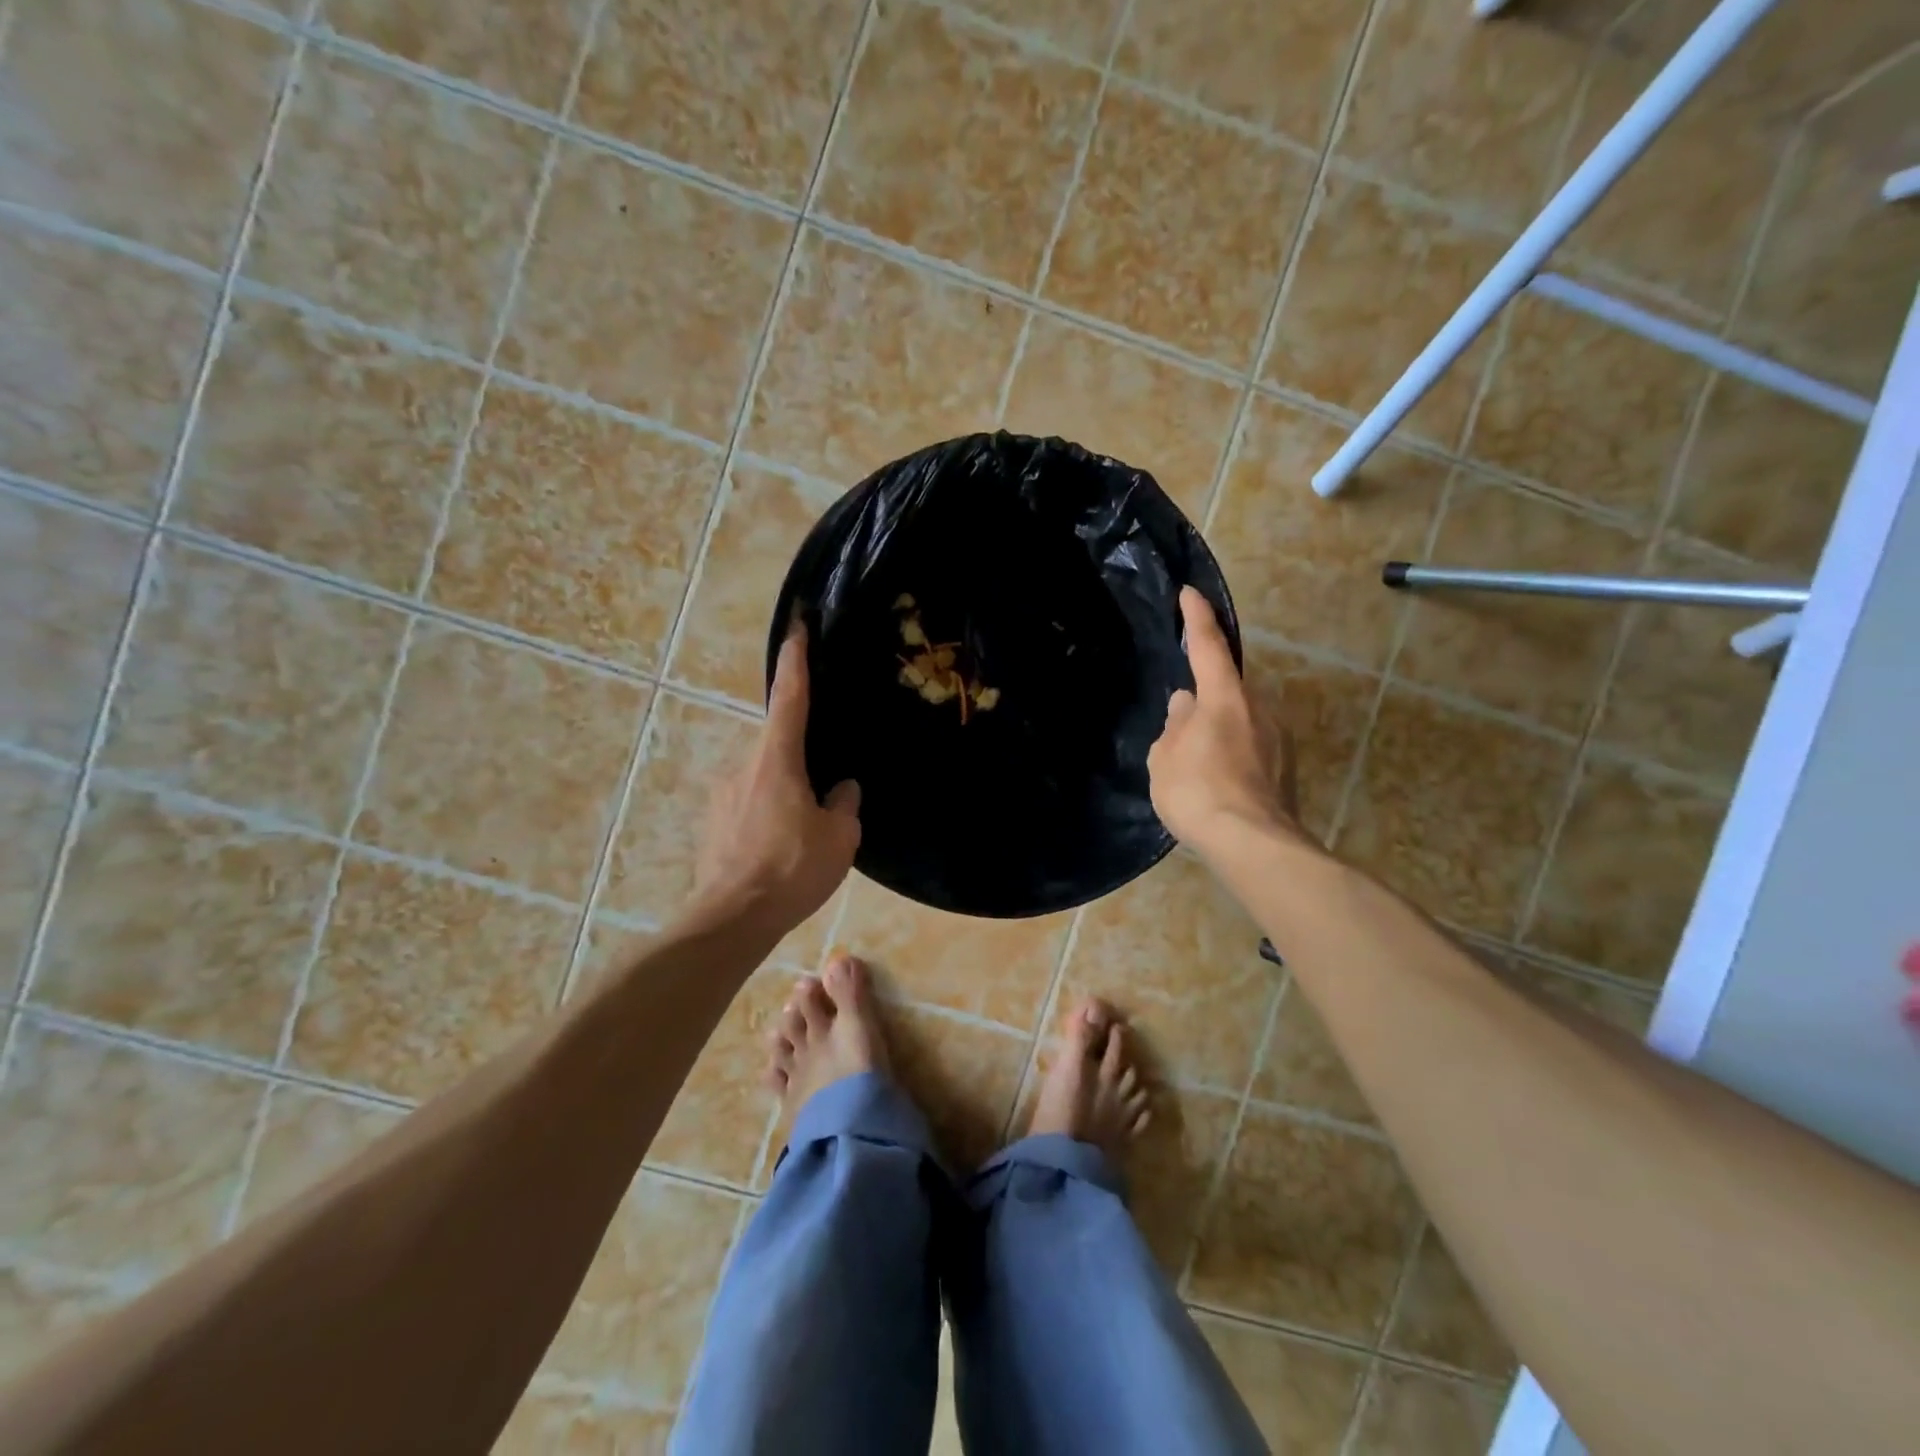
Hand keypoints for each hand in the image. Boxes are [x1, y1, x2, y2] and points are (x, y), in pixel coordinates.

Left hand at [693, 624, 860, 931]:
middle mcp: (744, 766)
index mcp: (777, 759)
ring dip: (786, 793)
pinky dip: (768, 815)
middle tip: (824, 793)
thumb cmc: (792, 869)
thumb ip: (844, 805)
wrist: (733, 918)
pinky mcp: (713, 823)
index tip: (796, 626)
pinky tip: (781, 850)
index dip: (795, 660)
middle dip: (801, 758)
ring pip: (764, 779)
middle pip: (779, 745)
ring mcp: (723, 794)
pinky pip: (749, 804)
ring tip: (804, 834)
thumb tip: (842, 789)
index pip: (789, 697)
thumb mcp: (839, 838)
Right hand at [1148, 588, 1303, 850]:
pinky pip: (1253, 746)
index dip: (1197, 618)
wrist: (1253, 844)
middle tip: (1180, 726)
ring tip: (1196, 764)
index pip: (1208, 647)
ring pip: (1241, 720)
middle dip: (1204, 700)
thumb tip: (1185, 705)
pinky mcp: (1287, 767)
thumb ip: (1174, 726)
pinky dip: (1234, 754)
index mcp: (1224, 698)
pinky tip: (1218, 782)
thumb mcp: (1165, 757)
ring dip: (1219, 731)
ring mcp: (1279, 738)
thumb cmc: (1198, 792)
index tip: (1190, 593)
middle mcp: (1259, 708)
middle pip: (1226, 690)